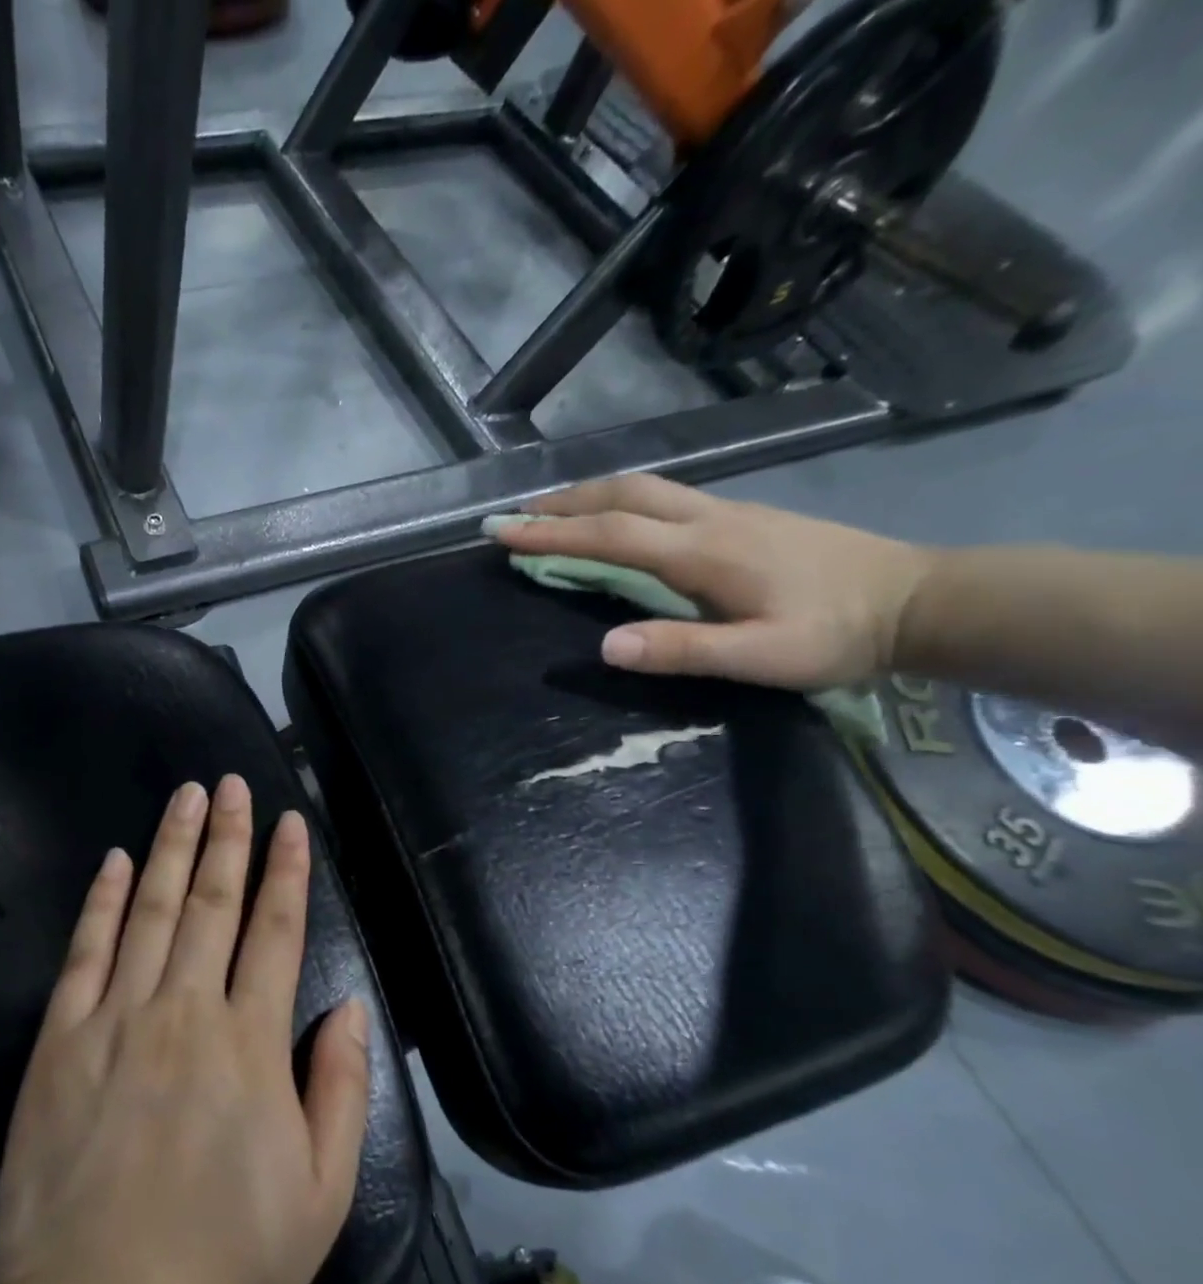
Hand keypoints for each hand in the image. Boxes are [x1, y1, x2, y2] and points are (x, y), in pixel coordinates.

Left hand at [0, 777, 370, 1283]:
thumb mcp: (321, 1196)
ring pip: (150, 910)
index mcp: (250, 1043)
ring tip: (186, 798)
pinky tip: (114, 861)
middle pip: (213, 903)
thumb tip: (351, 1007)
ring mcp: (115, 1018)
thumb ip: (341, 1090)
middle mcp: (184, 1011)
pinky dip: (101, 901)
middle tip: (231, 785)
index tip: (290, 821)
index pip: (276, 931)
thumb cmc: (224, 1261)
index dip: (286, 870)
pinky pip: (84, 952)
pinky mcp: (59, 1039)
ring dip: (172, 848)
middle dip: (228, 837)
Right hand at [490, 475, 934, 689]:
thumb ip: (681, 650)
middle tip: (515, 516)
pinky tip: (614, 519)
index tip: (500, 532)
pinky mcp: (741, 518)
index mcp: (702, 552)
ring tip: (551, 512)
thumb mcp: (760, 656)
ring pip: (643, 489)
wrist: (919, 600)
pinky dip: (619, 502)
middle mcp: (708, 519)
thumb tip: (604, 646)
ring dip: (589, 496)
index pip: (610, 534)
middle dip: (562, 502)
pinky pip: (663, 498)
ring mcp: (727, 512)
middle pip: (622, 494)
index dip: (550, 532)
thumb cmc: (835, 635)